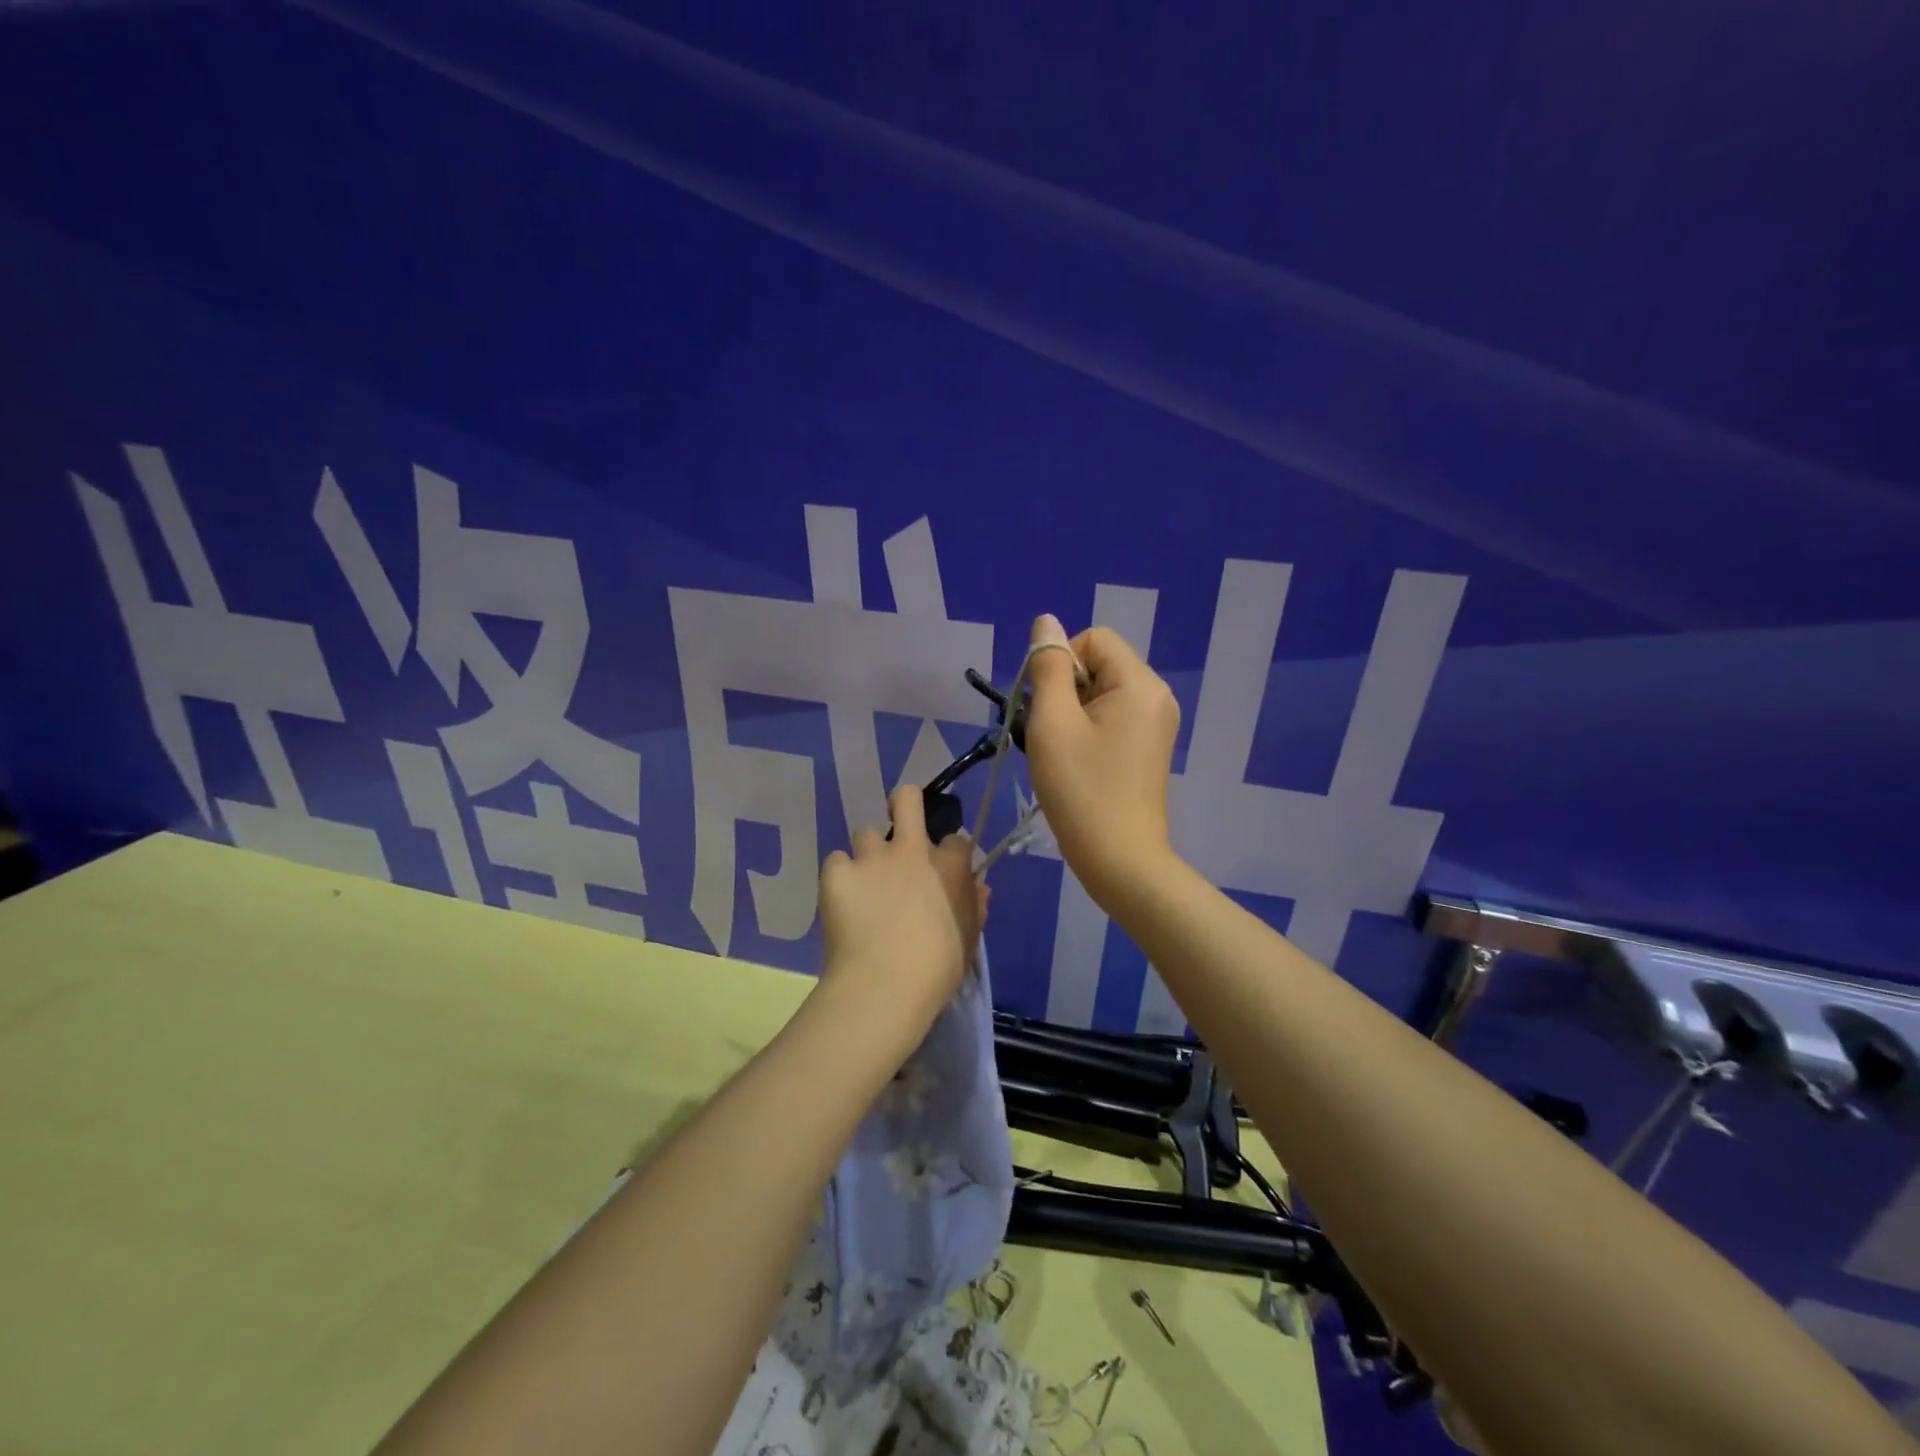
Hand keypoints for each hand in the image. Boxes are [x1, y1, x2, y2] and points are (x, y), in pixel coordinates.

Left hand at [817, 784, 987, 1054]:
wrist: (884, 986)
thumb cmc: (937, 970)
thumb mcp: (968, 940)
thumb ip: (974, 907)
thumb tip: (978, 888)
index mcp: (948, 865)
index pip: (955, 840)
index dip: (948, 855)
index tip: (942, 874)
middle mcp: (910, 850)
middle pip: (907, 799)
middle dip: (904, 802)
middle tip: (899, 820)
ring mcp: (870, 858)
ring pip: (865, 833)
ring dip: (867, 854)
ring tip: (864, 883)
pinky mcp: (836, 873)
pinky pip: (836, 863)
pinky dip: (840, 878)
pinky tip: (842, 902)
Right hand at [1024, 613, 1182, 904]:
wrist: (1120, 860)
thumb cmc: (1081, 790)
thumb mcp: (1052, 723)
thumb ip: (1049, 668)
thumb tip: (1046, 622)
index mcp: (1140, 683)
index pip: (1093, 639)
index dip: (1061, 664)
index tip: (1046, 707)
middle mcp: (1157, 696)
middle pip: (1099, 664)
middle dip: (1065, 690)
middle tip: (1051, 735)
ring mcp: (1157, 724)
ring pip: (1101, 693)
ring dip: (1072, 713)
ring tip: (1062, 752)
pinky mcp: (1149, 747)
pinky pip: (1112, 717)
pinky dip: (1087, 731)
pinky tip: (1077, 763)